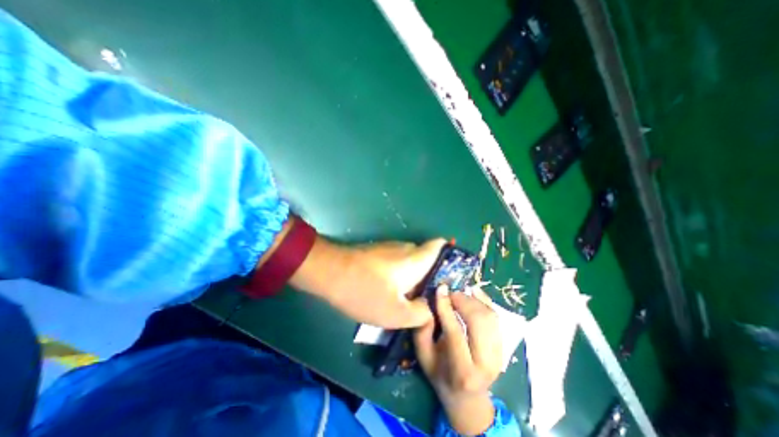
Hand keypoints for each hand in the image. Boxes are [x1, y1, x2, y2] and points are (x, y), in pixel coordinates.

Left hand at [292, 238, 447, 328]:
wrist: (329, 272)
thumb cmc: (365, 291)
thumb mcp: (395, 313)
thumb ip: (420, 313)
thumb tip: (431, 309)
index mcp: (416, 258)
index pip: (440, 245)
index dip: (450, 255)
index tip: (451, 275)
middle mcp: (405, 248)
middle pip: (427, 258)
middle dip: (432, 277)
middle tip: (432, 299)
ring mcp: (389, 249)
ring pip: (411, 262)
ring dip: (414, 279)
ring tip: (413, 301)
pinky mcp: (377, 253)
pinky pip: (397, 263)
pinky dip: (401, 277)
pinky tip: (393, 294)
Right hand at [417, 285, 501, 435]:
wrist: (467, 397)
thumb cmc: (440, 374)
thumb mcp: (423, 356)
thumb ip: (423, 330)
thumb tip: (428, 301)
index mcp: (461, 371)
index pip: (455, 332)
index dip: (446, 307)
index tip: (440, 289)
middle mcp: (485, 365)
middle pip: (478, 322)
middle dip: (463, 301)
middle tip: (450, 293)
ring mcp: (498, 356)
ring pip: (490, 317)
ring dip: (473, 300)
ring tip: (459, 295)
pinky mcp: (503, 348)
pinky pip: (496, 318)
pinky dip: (485, 301)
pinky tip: (473, 292)